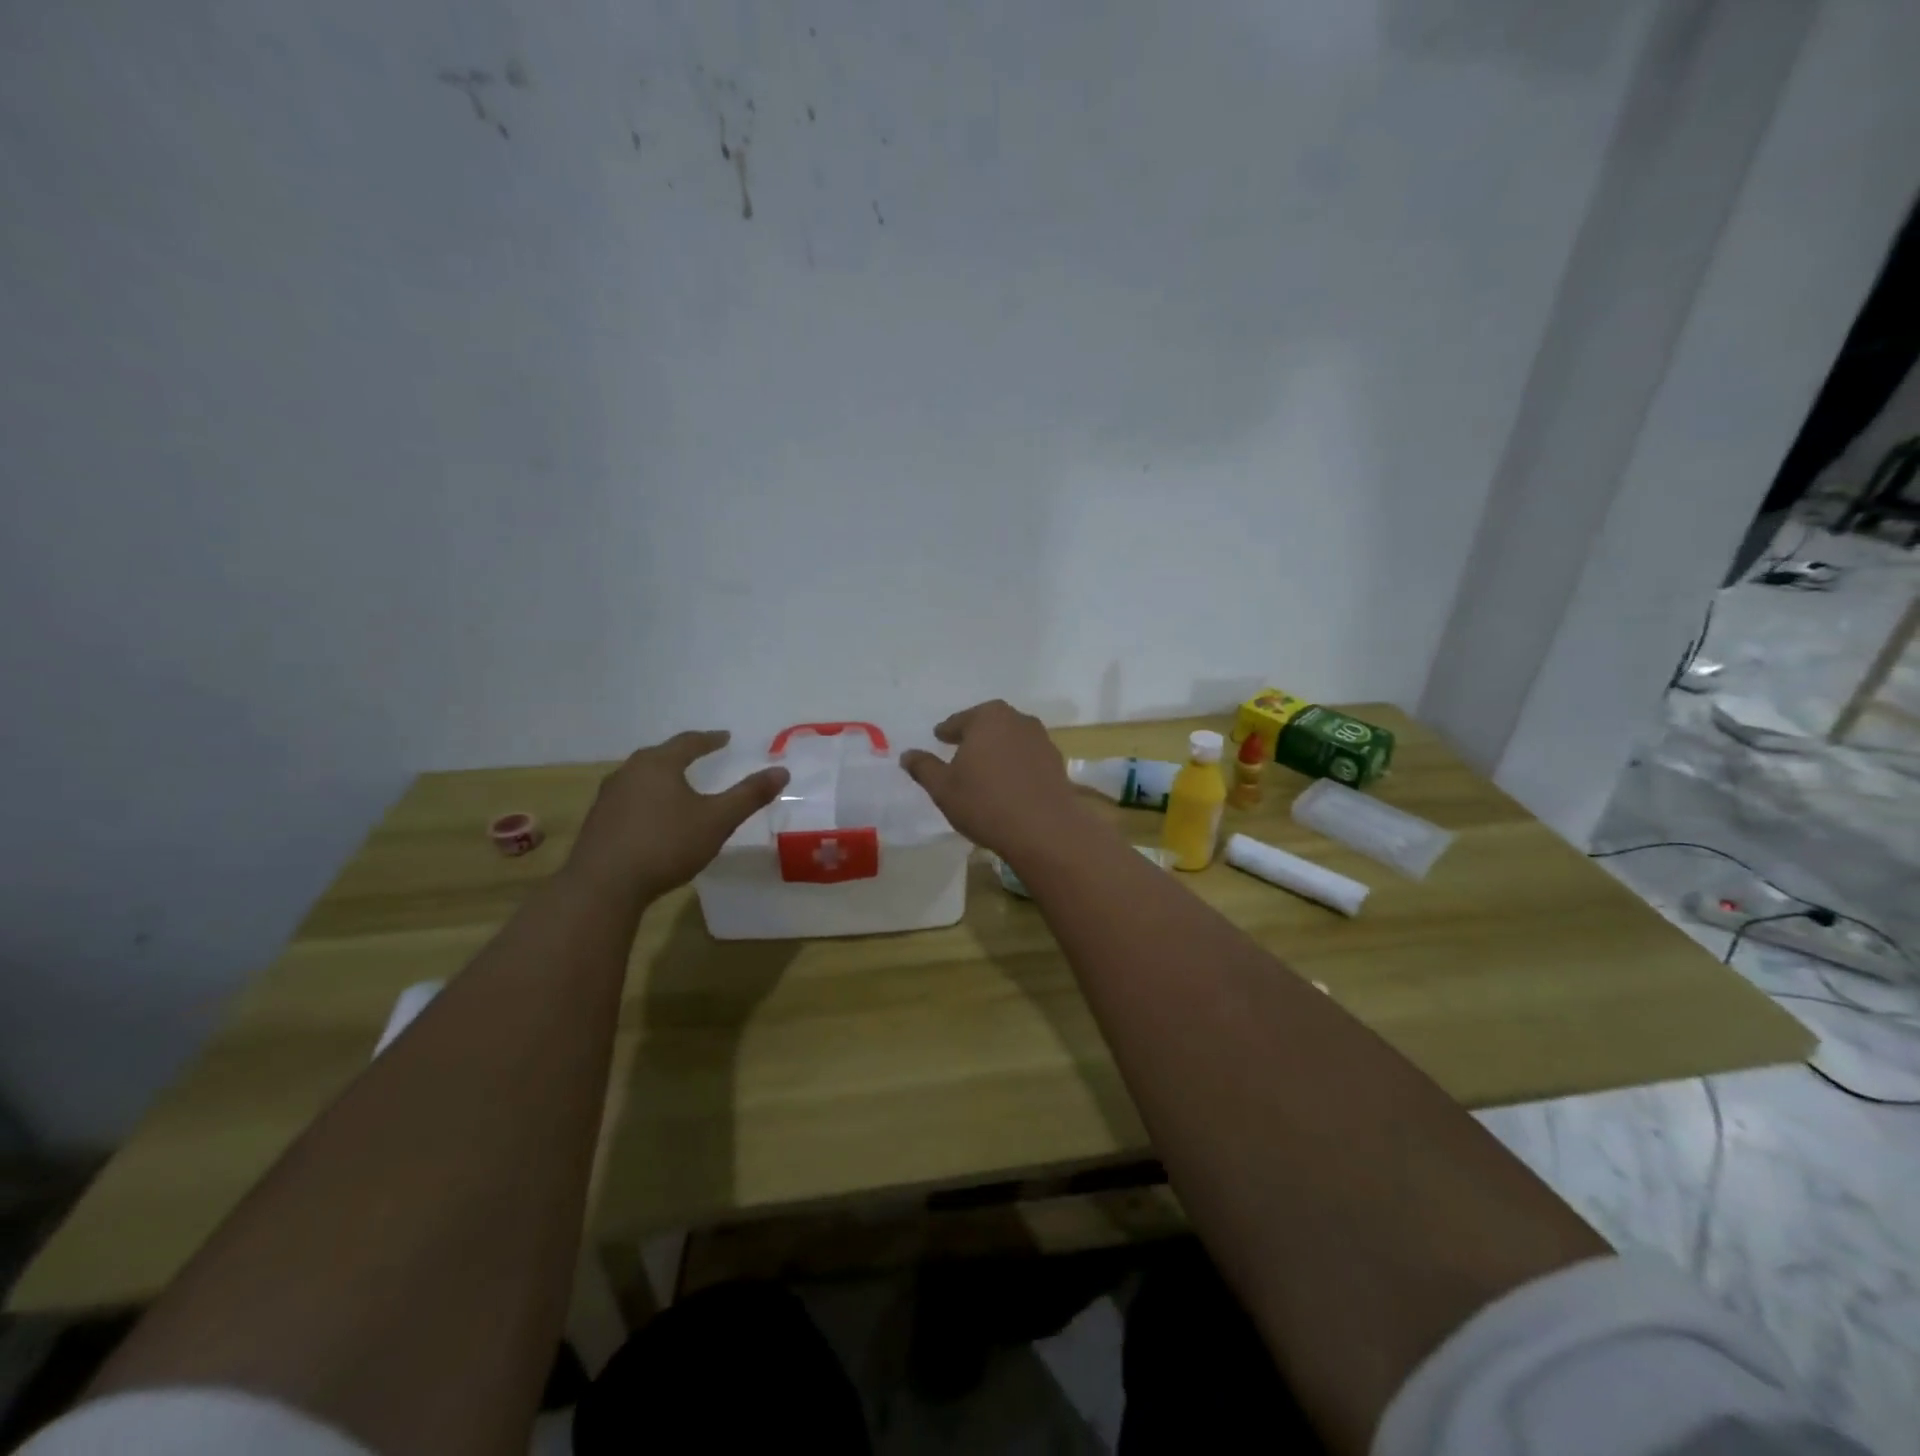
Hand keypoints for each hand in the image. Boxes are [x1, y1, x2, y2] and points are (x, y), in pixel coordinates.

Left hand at [565, 731, 787, 901]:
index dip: (710, 740)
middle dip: (682, 755)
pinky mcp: (597, 822)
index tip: (725, 738)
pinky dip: (646, 799)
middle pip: (660, 756)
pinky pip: (628, 799)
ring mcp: (608, 797)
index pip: (689, 742)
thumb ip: (749, 795)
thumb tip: (782, 770)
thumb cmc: (666, 844)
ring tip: (677, 785)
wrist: (603, 885)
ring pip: (640, 777)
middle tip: (700, 755)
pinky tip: (653, 816)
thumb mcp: (717, 820)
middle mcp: (629, 772)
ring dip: (661, 777)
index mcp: (658, 764)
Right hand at [900, 701, 1085, 859]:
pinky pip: (1028, 758)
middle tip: (961, 749)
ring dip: (998, 750)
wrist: (1045, 830)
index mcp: (988, 717)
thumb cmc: (986, 803)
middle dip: (975, 735)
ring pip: (1011, 740)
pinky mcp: (1057, 763)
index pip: (960, 720)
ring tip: (985, 769)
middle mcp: (1018, 720)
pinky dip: (1016, 765)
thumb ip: (924, 767)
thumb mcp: (943, 788)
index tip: (939, 737)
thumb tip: (907, 755)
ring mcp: (1042, 740)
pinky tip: (1009, 784)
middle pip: (989, 724)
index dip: (947, 731)